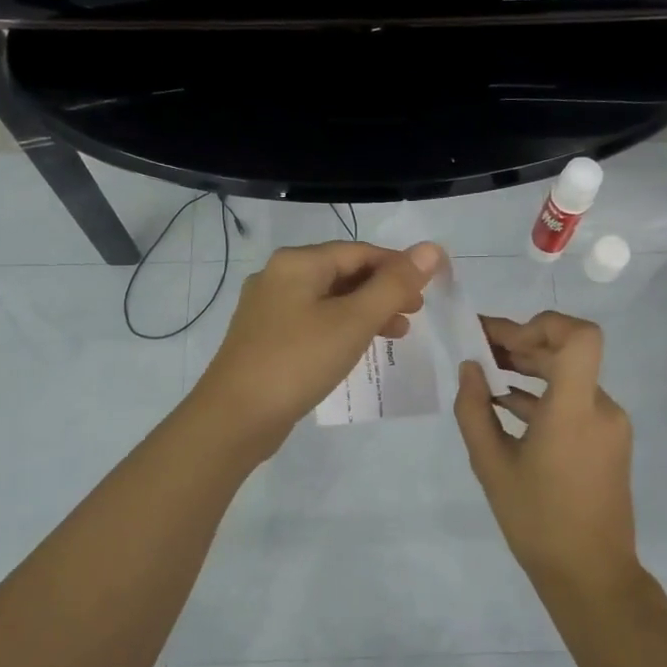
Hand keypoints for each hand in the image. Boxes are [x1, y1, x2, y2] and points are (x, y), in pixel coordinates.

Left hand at [194, 240, 442, 453]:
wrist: (235, 417)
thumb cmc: (298, 361)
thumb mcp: (353, 321)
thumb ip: (394, 285)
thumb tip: (431, 249)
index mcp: (297, 262)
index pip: (360, 251)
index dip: (399, 266)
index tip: (430, 288)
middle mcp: (279, 276)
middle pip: (344, 272)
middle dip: (384, 290)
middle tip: (416, 312)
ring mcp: (269, 308)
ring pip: (330, 299)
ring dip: (366, 311)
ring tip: (398, 333)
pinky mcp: (267, 337)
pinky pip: (314, 321)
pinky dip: (342, 328)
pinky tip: (359, 347)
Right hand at [453, 311, 639, 594]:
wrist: (591, 575)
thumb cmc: (537, 521)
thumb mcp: (491, 465)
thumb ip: (474, 411)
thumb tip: (470, 369)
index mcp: (574, 409)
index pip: (579, 337)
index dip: (544, 325)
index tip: (504, 341)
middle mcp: (600, 407)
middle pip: (566, 352)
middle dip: (520, 343)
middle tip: (477, 343)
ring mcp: (608, 424)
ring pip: (569, 376)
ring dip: (529, 368)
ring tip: (484, 370)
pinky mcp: (608, 441)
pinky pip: (574, 402)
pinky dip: (542, 395)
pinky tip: (506, 404)